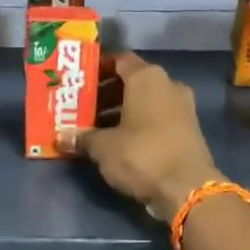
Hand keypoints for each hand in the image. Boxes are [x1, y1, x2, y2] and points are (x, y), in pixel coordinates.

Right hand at [65, 53, 221, 221]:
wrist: (187, 189)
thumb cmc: (142, 155)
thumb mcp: (103, 147)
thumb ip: (82, 137)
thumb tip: (61, 137)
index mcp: (147, 78)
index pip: (119, 60)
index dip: (98, 68)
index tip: (79, 81)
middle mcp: (168, 85)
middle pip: (131, 82)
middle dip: (106, 94)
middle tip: (82, 107)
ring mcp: (182, 108)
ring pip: (144, 102)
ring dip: (121, 111)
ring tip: (95, 128)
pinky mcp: (188, 130)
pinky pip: (156, 118)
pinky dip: (138, 125)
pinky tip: (118, 142)